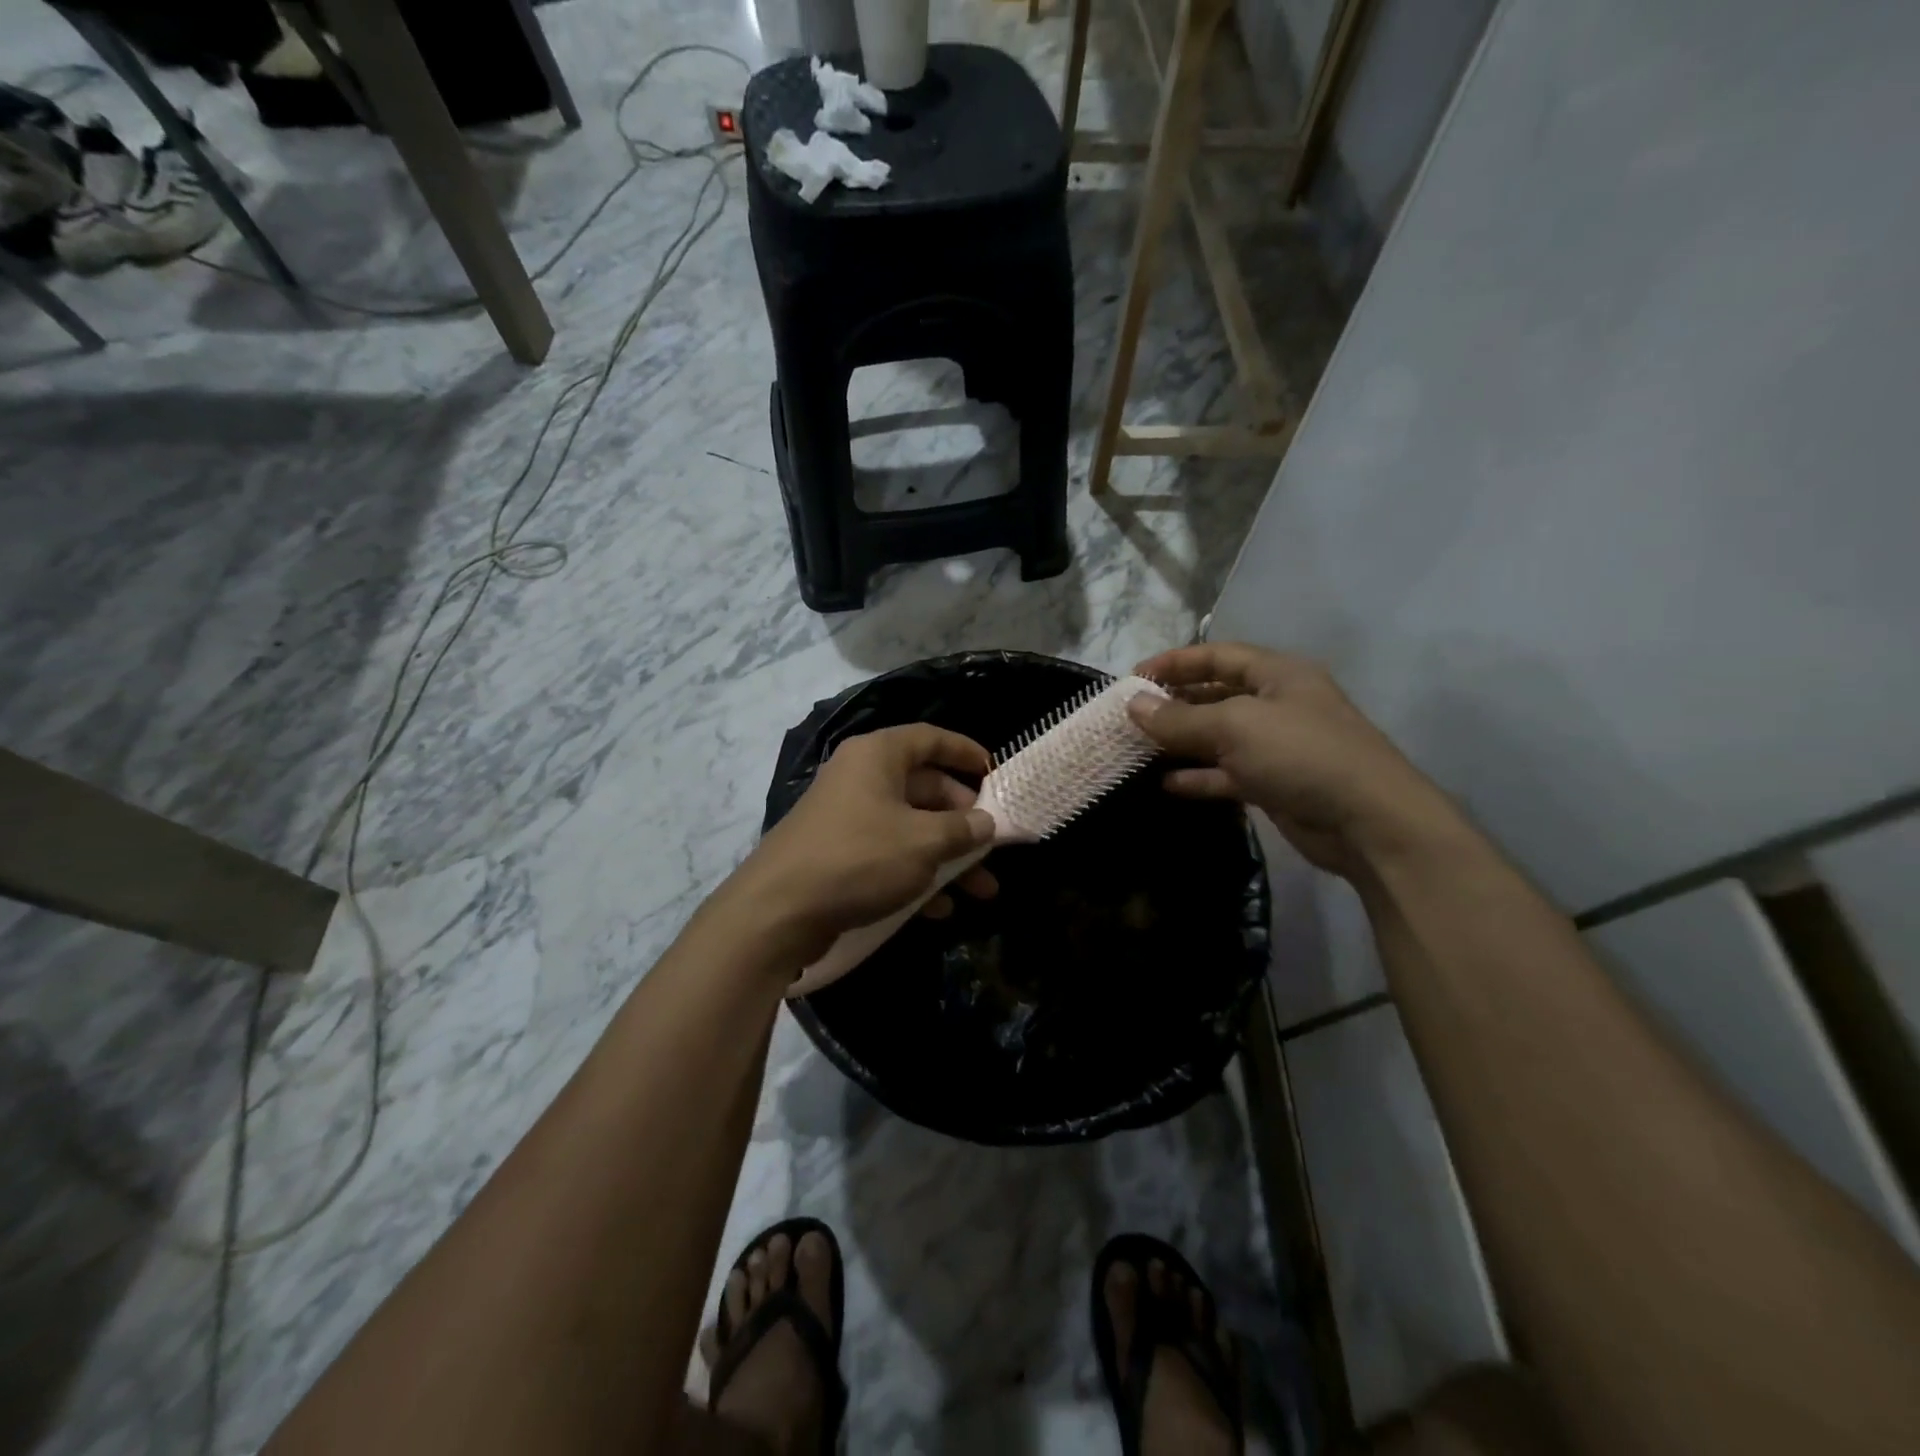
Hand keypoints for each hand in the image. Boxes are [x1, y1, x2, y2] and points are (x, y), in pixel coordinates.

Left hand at [721, 724, 999, 971]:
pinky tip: (940, 909)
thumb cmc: (859, 858)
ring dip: (948, 857)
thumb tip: (986, 824)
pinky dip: (916, 876)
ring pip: (910, 828)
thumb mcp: (922, 842)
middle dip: (963, 820)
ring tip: (983, 890)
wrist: (777, 911)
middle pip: (924, 787)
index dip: (965, 752)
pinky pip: (888, 855)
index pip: (930, 738)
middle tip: (992, 844)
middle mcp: (860, 778)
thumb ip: (962, 830)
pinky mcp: (837, 854)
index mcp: (877, 756)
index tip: (995, 773)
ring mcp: (846, 817)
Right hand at [1129, 643, 1461, 877]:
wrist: (1368, 821)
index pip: (1218, 656)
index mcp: (1278, 674)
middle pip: (1216, 695)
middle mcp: (1277, 704)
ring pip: (1219, 737)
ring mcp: (1277, 747)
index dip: (1175, 662)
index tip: (1134, 677)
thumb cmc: (1301, 754)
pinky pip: (1227, 774)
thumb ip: (1180, 718)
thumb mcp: (1235, 727)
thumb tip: (1133, 705)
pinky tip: (1165, 783)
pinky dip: (1198, 777)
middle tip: (1132, 715)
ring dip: (1181, 742)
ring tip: (1139, 747)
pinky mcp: (1274, 784)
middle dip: (1174, 703)